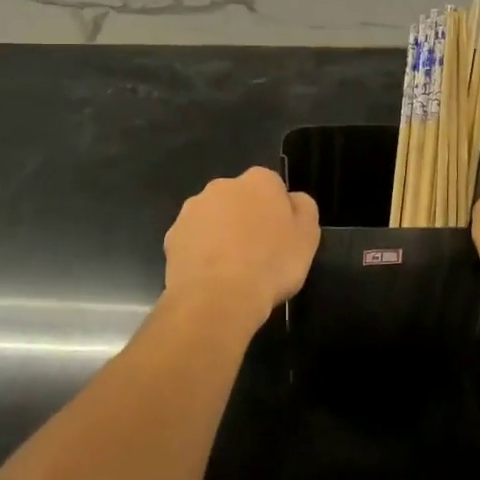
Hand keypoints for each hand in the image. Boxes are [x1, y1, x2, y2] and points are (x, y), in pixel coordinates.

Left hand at [163, 168, 319, 315]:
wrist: (218, 298)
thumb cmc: (270, 264)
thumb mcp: (307, 237)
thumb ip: (303, 209)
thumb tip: (292, 200)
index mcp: (259, 181)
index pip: (272, 186)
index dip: (277, 212)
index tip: (280, 237)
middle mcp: (222, 186)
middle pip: (239, 199)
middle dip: (245, 218)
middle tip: (258, 253)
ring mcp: (192, 210)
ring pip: (213, 219)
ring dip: (221, 234)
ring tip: (232, 270)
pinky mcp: (172, 236)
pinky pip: (192, 241)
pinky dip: (200, 253)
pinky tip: (210, 278)